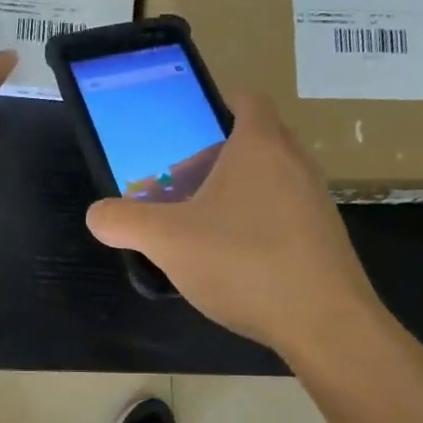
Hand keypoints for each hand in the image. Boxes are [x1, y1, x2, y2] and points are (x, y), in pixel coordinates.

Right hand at [85, 93, 387, 353]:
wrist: (325, 323)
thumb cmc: (243, 262)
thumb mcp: (167, 241)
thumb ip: (124, 222)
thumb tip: (97, 215)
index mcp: (259, 145)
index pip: (246, 100)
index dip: (214, 107)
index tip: (184, 134)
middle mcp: (295, 163)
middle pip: (253, 142)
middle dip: (213, 158)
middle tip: (179, 185)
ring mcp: (316, 201)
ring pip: (268, 180)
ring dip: (234, 193)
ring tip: (200, 228)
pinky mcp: (325, 237)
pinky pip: (284, 213)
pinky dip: (256, 223)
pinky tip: (234, 262)